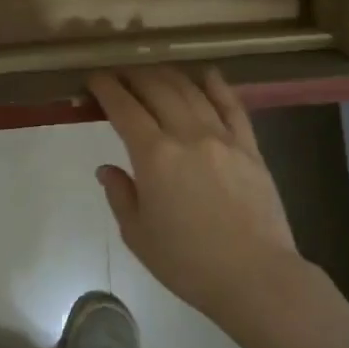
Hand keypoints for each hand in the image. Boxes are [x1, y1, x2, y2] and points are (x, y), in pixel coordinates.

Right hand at [90, 67, 304, 334]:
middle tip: (119, 74)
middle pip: (157, 89)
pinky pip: (232, 106)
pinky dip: (216, 85)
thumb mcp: (138, 235)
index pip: (124, 108)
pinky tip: (206, 75)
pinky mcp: (250, 147)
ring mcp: (222, 137)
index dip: (106, 88)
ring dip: (168, 75)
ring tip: (153, 71)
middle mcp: (187, 135)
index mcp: (154, 156)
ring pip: (191, 91)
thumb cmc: (187, 262)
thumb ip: (120, 195)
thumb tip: (107, 168)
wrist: (254, 276)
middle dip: (133, 75)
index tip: (94, 80)